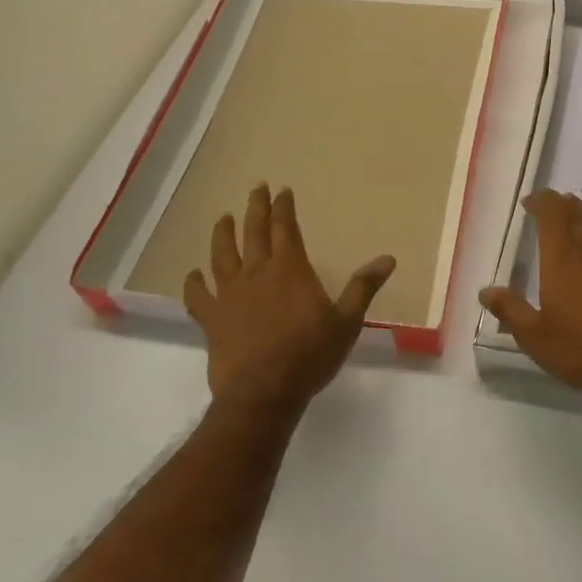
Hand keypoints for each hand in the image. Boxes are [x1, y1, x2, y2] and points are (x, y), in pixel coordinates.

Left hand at [183, 185, 395, 418]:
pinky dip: (194, 283)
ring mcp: (230, 295)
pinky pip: (198, 296)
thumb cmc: (310, 355)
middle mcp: (257, 273)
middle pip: (254, 232)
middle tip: (256, 188)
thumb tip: (388, 259)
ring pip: (222, 256)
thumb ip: (363, 288)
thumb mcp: (346, 322)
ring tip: (222, 218)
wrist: (263, 394)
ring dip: (223, 234)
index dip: (284, 207)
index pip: (286, 228)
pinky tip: (192, 275)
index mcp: (290, 269)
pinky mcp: (212, 319)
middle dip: (256, 208)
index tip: (283, 190)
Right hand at [478, 190, 581, 408]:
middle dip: (560, 205)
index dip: (540, 201)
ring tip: (571, 222)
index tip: (529, 203)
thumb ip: (510, 309)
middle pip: (576, 210)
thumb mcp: (535, 336)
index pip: (552, 210)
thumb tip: (486, 291)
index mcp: (563, 254)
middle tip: (547, 210)